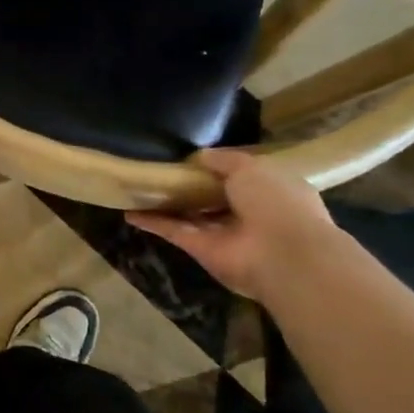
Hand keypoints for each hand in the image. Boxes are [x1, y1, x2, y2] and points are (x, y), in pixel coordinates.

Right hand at [127, 149, 336, 301]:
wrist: (284, 256)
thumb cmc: (276, 202)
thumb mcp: (251, 167)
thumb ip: (224, 160)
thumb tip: (200, 156)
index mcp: (271, 191)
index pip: (244, 177)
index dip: (221, 168)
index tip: (194, 157)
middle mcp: (249, 214)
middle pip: (214, 198)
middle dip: (192, 187)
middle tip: (162, 170)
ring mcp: (225, 235)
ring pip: (192, 216)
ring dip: (168, 205)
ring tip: (140, 188)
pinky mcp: (203, 251)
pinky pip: (175, 232)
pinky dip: (154, 223)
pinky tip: (129, 212)